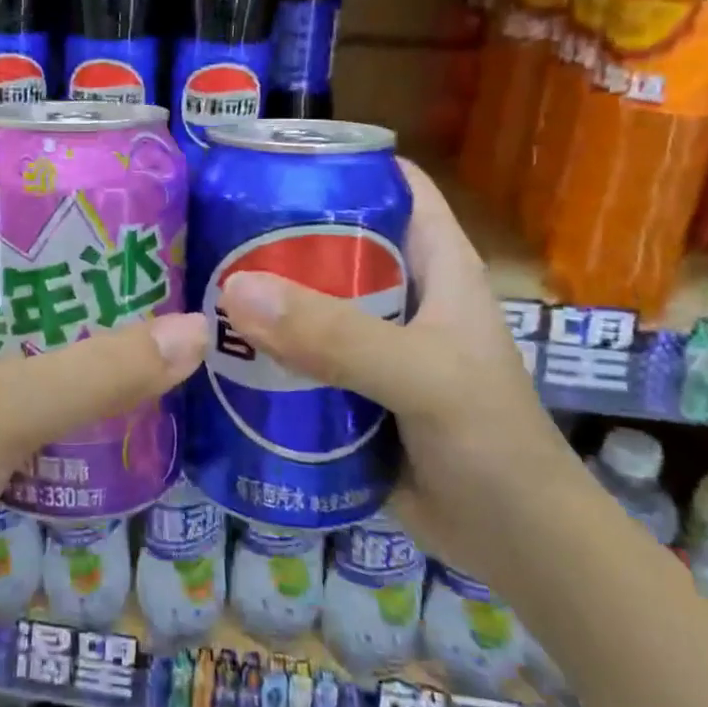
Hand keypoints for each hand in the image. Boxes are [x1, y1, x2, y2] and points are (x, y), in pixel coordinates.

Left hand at [0, 175, 207, 619]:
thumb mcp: (4, 409)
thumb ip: (99, 372)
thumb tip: (196, 330)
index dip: (19, 167)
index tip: (91, 158)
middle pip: (12, 255)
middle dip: (73, 240)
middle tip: (147, 228)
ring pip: (31, 317)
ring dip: (82, 307)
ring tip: (154, 289)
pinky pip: (38, 372)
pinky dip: (78, 364)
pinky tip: (131, 368)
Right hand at [216, 158, 581, 589]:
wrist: (515, 547)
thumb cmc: (491, 443)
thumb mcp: (422, 377)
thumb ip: (338, 336)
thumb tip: (236, 290)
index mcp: (433, 262)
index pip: (388, 182)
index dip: (334, 159)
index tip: (262, 159)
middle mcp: (399, 292)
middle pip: (329, 239)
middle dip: (272, 230)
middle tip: (204, 225)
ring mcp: (370, 342)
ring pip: (305, 299)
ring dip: (257, 294)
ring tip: (193, 282)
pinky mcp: (346, 388)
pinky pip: (295, 353)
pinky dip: (258, 349)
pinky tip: (210, 348)